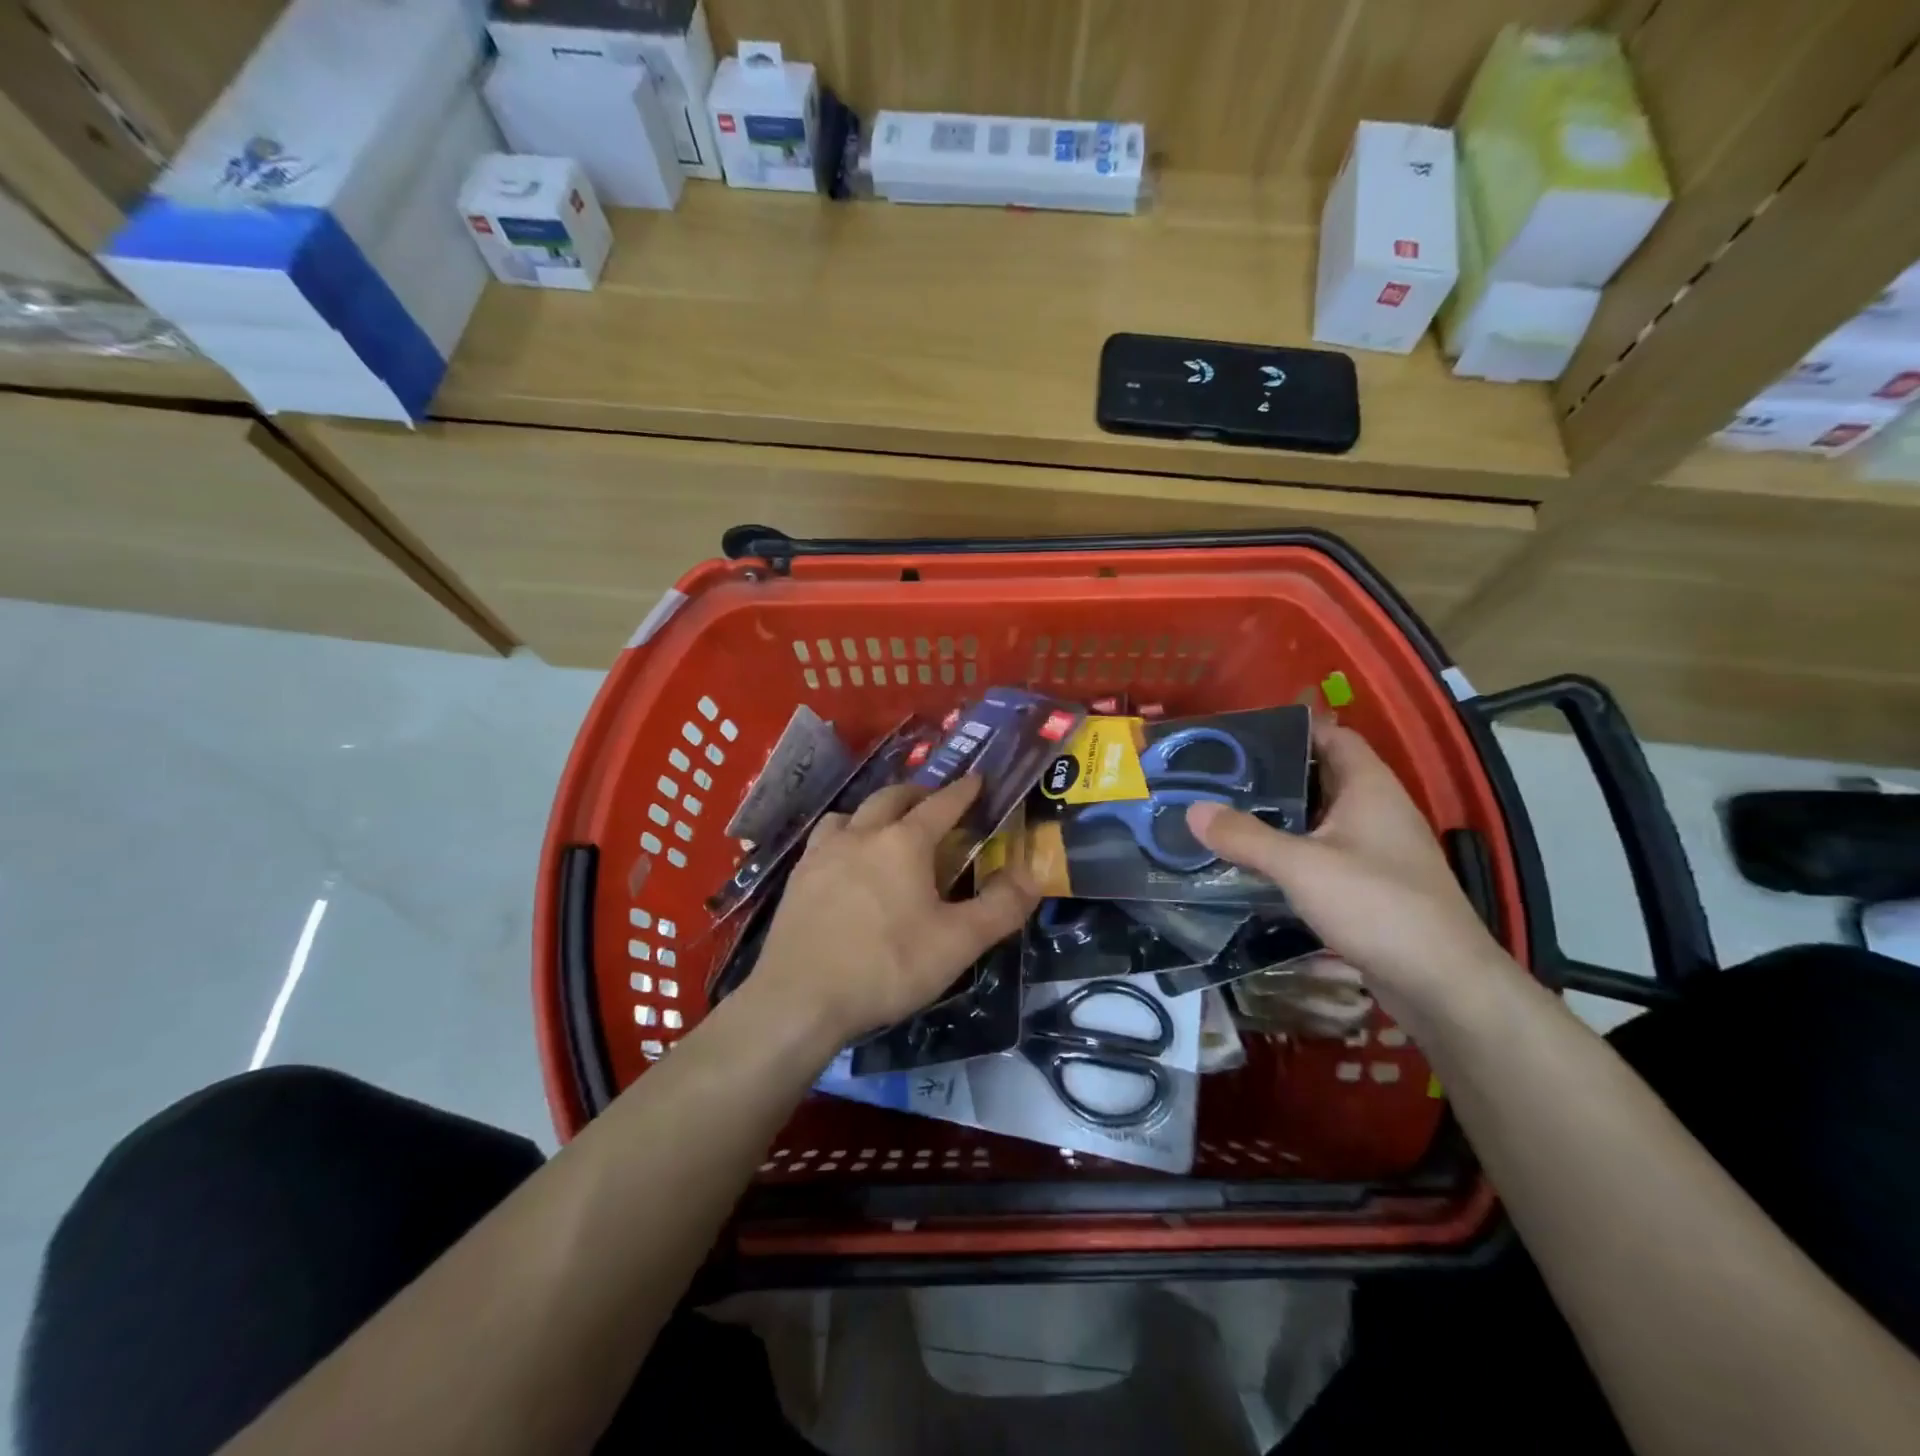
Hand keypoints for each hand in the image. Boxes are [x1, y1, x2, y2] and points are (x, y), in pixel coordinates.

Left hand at [750, 776, 1040, 1046]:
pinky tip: (844, 861)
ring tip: (885, 828)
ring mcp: (823, 853)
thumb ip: (1001, 908)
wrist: (800, 999)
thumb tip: (1033, 877)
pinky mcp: (798, 877)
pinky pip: (825, 839)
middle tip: (935, 803)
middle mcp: (861, 834)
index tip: (978, 779)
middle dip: (918, 794)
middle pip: (892, 797)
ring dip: (875, 811)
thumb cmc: (886, 966)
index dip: (964, 791)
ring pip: (852, 813)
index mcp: (904, 843)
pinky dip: (844, 835)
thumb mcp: (957, 943)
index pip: (942, 804)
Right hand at [1185, 722, 1508, 1018]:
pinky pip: (1325, 852)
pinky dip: (1293, 850)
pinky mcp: (1372, 884)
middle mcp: (1378, 810)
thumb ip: (1245, 836)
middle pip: (1322, 776)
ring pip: (1321, 817)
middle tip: (1220, 776)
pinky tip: (1257, 861)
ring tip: (1227, 814)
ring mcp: (1378, 849)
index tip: (1242, 734)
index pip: (1333, 736)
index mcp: (1370, 787)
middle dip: (1275, 773)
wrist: (1443, 983)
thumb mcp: (1301, 866)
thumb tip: (1193, 809)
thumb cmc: (1377, 905)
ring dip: (1281, 815)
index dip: (1292, 728)